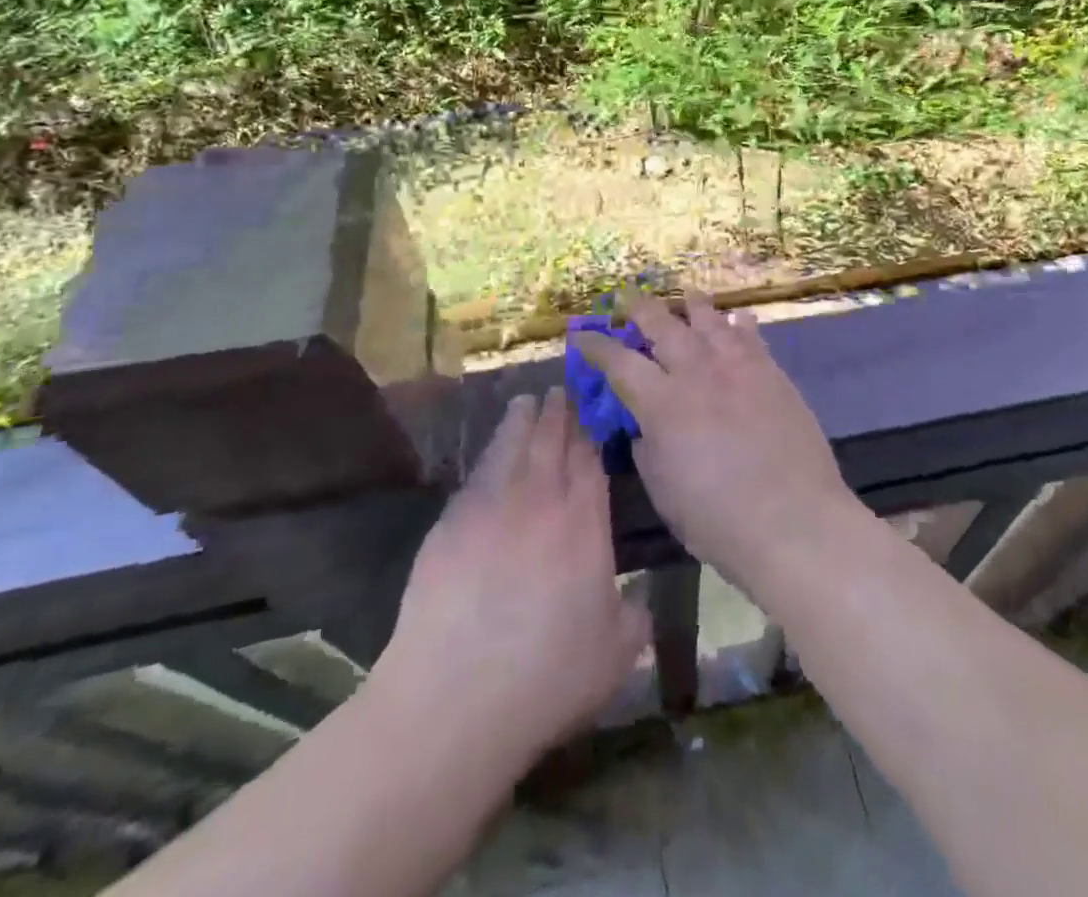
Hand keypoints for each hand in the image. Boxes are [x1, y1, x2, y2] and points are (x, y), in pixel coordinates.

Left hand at [372, 387, 648, 771]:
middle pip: (551, 441)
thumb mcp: (616, 655)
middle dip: (558, 412)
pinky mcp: (450, 523)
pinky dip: (488, 454)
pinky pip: (476, 474)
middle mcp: (540, 501)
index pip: (589, 460)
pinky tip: (491, 454)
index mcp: (583, 524)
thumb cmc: (547, 678)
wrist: (455, 698)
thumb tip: (637, 598)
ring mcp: (491, 507)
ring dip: (521, 419)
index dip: (590, 431)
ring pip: (511, 445)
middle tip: (560, 390)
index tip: (590, 410)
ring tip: (526, 401)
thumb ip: (634, 616)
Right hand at [570, 289, 857, 594]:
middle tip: (626, 297)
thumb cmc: (717, 519)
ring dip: (692, 304)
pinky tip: (737, 317)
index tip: (582, 335)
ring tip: (685, 294)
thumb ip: (647, 447)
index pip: (619, 362)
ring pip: (709, 320)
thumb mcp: (663, 488)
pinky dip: (739, 323)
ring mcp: (738, 368)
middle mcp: (697, 372)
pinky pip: (751, 336)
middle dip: (639, 307)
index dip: (596, 346)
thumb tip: (646, 425)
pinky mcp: (772, 374)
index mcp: (662, 403)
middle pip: (662, 325)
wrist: (794, 522)